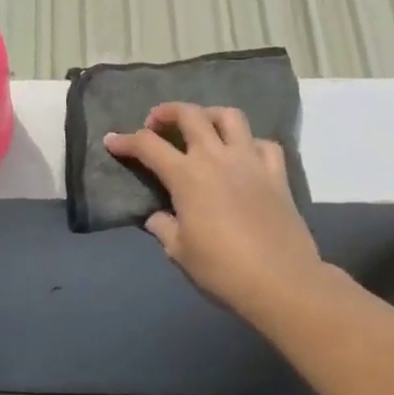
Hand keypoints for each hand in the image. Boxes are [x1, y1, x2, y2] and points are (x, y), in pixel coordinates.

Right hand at [104, 103, 334, 330]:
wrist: (281, 283)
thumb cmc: (222, 269)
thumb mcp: (179, 252)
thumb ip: (163, 227)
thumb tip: (158, 216)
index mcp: (187, 176)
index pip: (148, 146)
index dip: (125, 141)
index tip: (112, 142)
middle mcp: (217, 158)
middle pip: (190, 115)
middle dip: (167, 112)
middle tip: (156, 124)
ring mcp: (250, 162)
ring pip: (230, 117)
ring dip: (209, 115)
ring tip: (201, 128)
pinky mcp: (277, 175)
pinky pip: (264, 144)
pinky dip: (249, 143)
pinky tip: (242, 155)